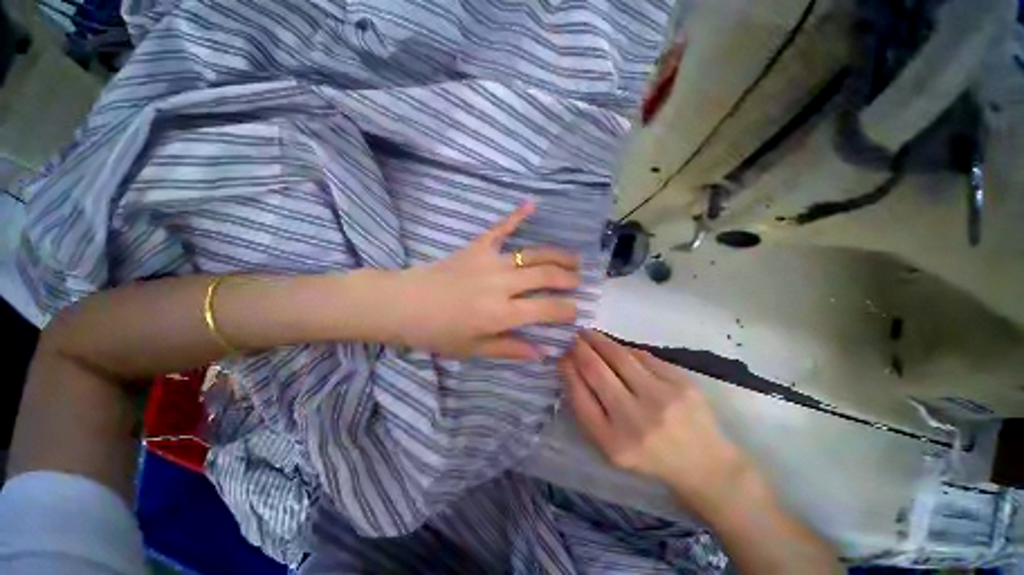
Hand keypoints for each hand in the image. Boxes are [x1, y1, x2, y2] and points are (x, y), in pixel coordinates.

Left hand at [386, 202, 579, 359]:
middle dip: (569, 279)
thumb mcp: (473, 349)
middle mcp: (502, 284)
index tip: (577, 310)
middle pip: (546, 276)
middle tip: (579, 282)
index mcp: (501, 313)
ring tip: (574, 258)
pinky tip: (532, 204)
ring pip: (533, 253)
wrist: (403, 304)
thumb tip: (543, 352)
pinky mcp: (476, 247)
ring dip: (558, 254)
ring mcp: (490, 261)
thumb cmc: (437, 332)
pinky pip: (500, 228)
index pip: (547, 309)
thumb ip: (510, 349)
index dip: (567, 309)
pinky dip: (515, 216)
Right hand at [559, 330, 758, 517]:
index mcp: (613, 442)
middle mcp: (636, 419)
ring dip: (599, 340)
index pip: (579, 395)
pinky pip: (643, 356)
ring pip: (619, 356)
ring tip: (589, 333)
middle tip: (572, 337)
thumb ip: (588, 410)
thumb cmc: (649, 457)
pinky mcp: (682, 383)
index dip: (567, 369)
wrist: (705, 464)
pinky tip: (616, 347)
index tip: (561, 355)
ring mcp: (662, 399)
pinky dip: (624, 349)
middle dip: (579, 348)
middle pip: (596, 370)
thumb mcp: (610, 446)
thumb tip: (571, 367)